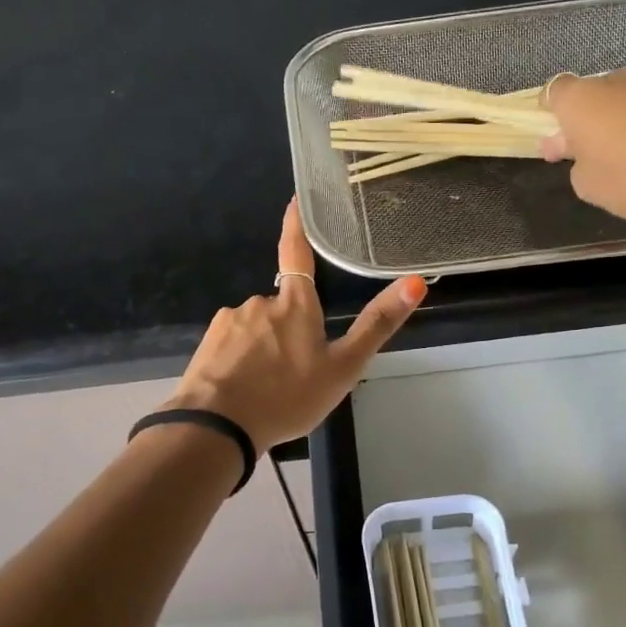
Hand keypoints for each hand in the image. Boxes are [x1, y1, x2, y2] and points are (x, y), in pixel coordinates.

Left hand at [163, 201, 427, 450]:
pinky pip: (233, 345)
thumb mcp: (343, 368)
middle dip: (290, 331)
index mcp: (296, 305)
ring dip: (265, 349)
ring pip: (257, 329)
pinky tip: (244, 389)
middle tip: (296, 374)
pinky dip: (241, 361)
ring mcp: (231, 321)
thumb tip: (416, 282)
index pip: (297, 253)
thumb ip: (377, 326)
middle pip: (282, 307)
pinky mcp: (209, 342)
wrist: (218, 426)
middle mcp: (261, 302)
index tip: (293, 200)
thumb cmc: (288, 396)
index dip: (296, 226)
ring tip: (270, 388)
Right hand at [542, 69, 625, 226]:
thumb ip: (578, 168)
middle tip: (590, 157)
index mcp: (581, 101)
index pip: (553, 92)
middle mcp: (616, 83)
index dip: (550, 114)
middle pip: (592, 97)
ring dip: (622, 126)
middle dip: (587, 122)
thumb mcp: (590, 188)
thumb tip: (585, 157)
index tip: (555, 139)